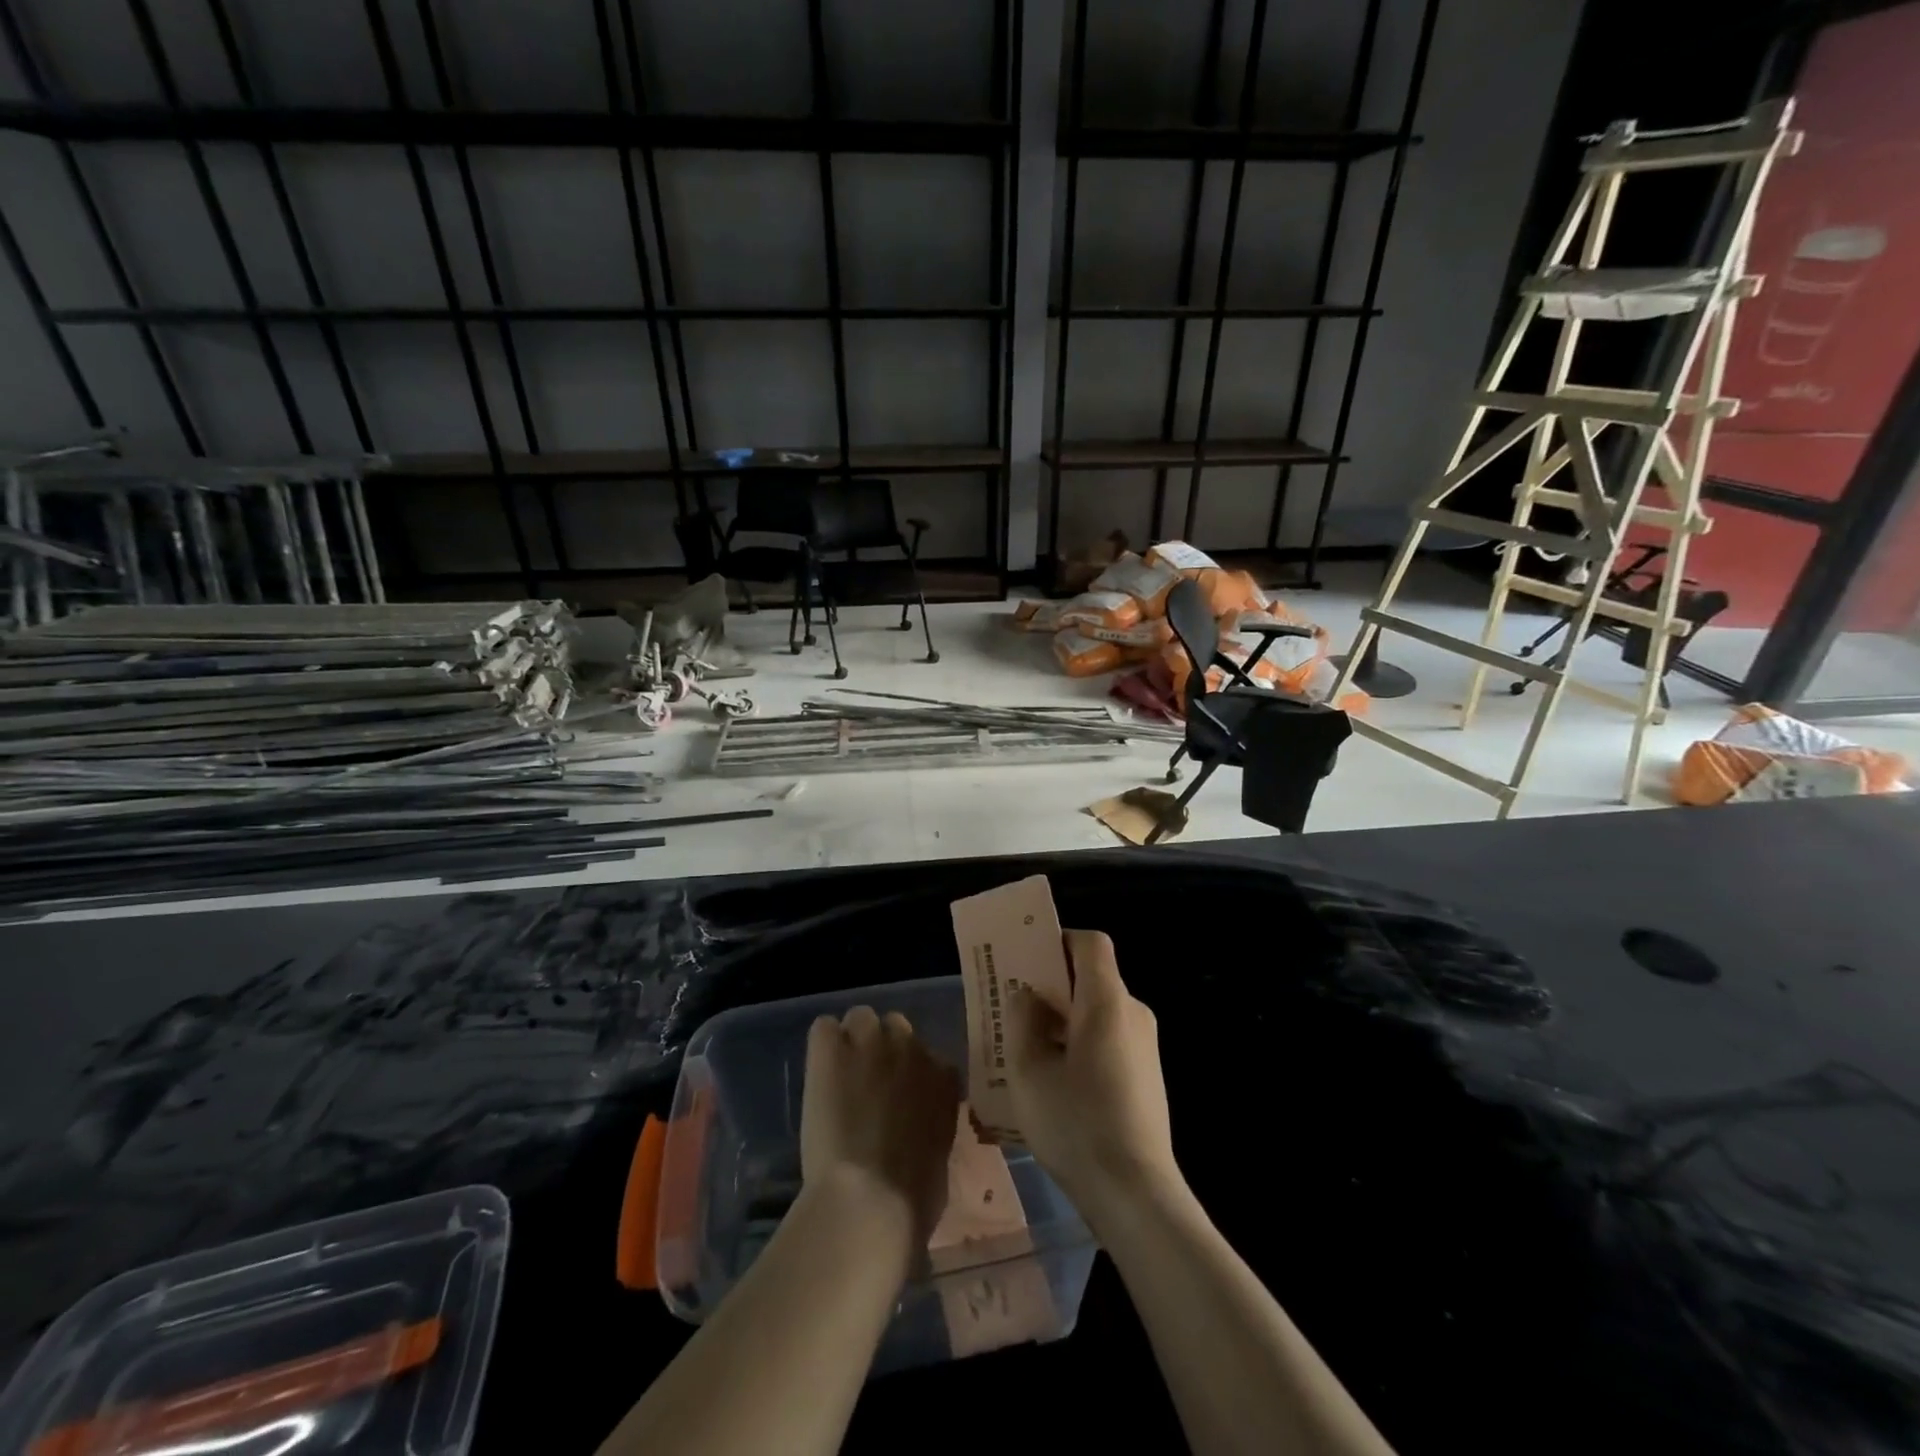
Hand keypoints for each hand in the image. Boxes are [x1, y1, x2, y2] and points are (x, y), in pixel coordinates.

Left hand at [802, 1007, 959, 1245]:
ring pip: (860, 1017)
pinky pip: (823, 1028)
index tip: (898, 1100)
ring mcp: (870, 1043)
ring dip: (851, 1041)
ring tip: (838, 1076)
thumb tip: (919, 1132)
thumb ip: (931, 1127)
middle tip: (866, 1085)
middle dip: (882, 1050)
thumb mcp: (939, 1157)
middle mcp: (911, 1048)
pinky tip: (818, 1073)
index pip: (927, 1056)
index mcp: (943, 1077)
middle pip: (895, 1026)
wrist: (870, 1200)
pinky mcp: (830, 1050)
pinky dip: (820, 1047)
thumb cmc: (913, 1199)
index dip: (909, 1077)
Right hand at [1006, 930, 1178, 1218]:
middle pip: (1092, 978)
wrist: (1136, 1194)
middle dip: (1052, 986)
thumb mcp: (1029, 1071)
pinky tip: (1056, 1084)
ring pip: (1098, 1012)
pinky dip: (1081, 1044)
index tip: (1027, 960)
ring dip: (1063, 1020)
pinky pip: (1109, 1040)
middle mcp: (1133, 1013)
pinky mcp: (1147, 1076)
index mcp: (1107, 1001)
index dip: (1058, 941)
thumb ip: (1022, 1021)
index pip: (1090, 943)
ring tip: (1027, 1051)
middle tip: (1014, 1009)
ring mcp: (1145, 1046)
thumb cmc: (1076, 1124)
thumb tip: (1027, 995)